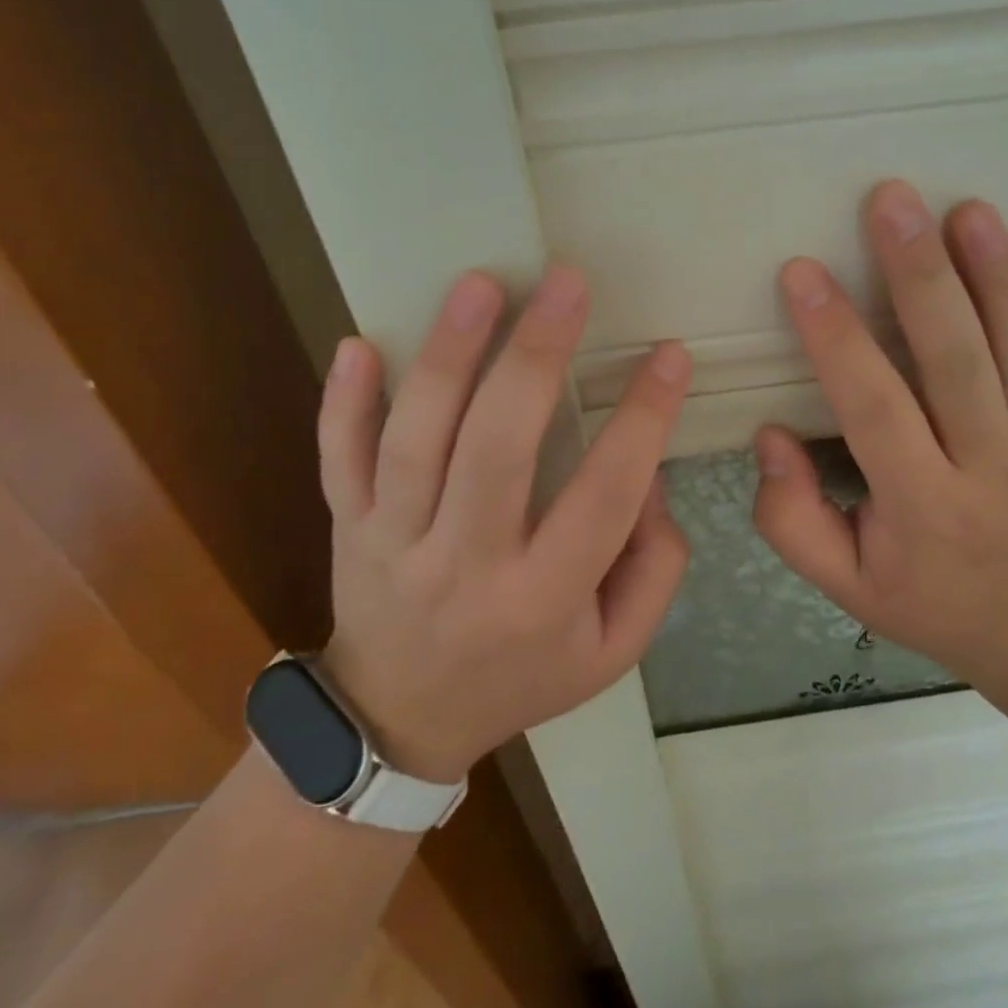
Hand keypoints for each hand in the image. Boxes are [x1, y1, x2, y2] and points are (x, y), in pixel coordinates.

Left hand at [313, 267, 691, 781]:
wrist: (398, 724)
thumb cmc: (523, 676)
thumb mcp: (614, 649)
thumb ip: (654, 566)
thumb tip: (647, 475)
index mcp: (542, 599)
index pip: (603, 496)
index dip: (644, 421)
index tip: (669, 356)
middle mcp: (464, 566)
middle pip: (496, 451)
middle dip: (535, 358)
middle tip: (567, 283)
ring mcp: (393, 543)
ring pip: (415, 442)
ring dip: (447, 357)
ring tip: (481, 284)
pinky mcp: (348, 528)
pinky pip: (338, 461)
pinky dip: (342, 403)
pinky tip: (358, 342)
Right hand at [754, 180, 1007, 687]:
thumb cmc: (929, 602)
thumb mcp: (845, 584)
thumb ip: (791, 519)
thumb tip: (771, 436)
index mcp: (924, 508)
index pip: (874, 408)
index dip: (836, 339)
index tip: (802, 273)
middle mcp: (993, 470)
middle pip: (955, 361)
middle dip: (920, 276)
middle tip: (891, 202)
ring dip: (995, 276)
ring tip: (967, 211)